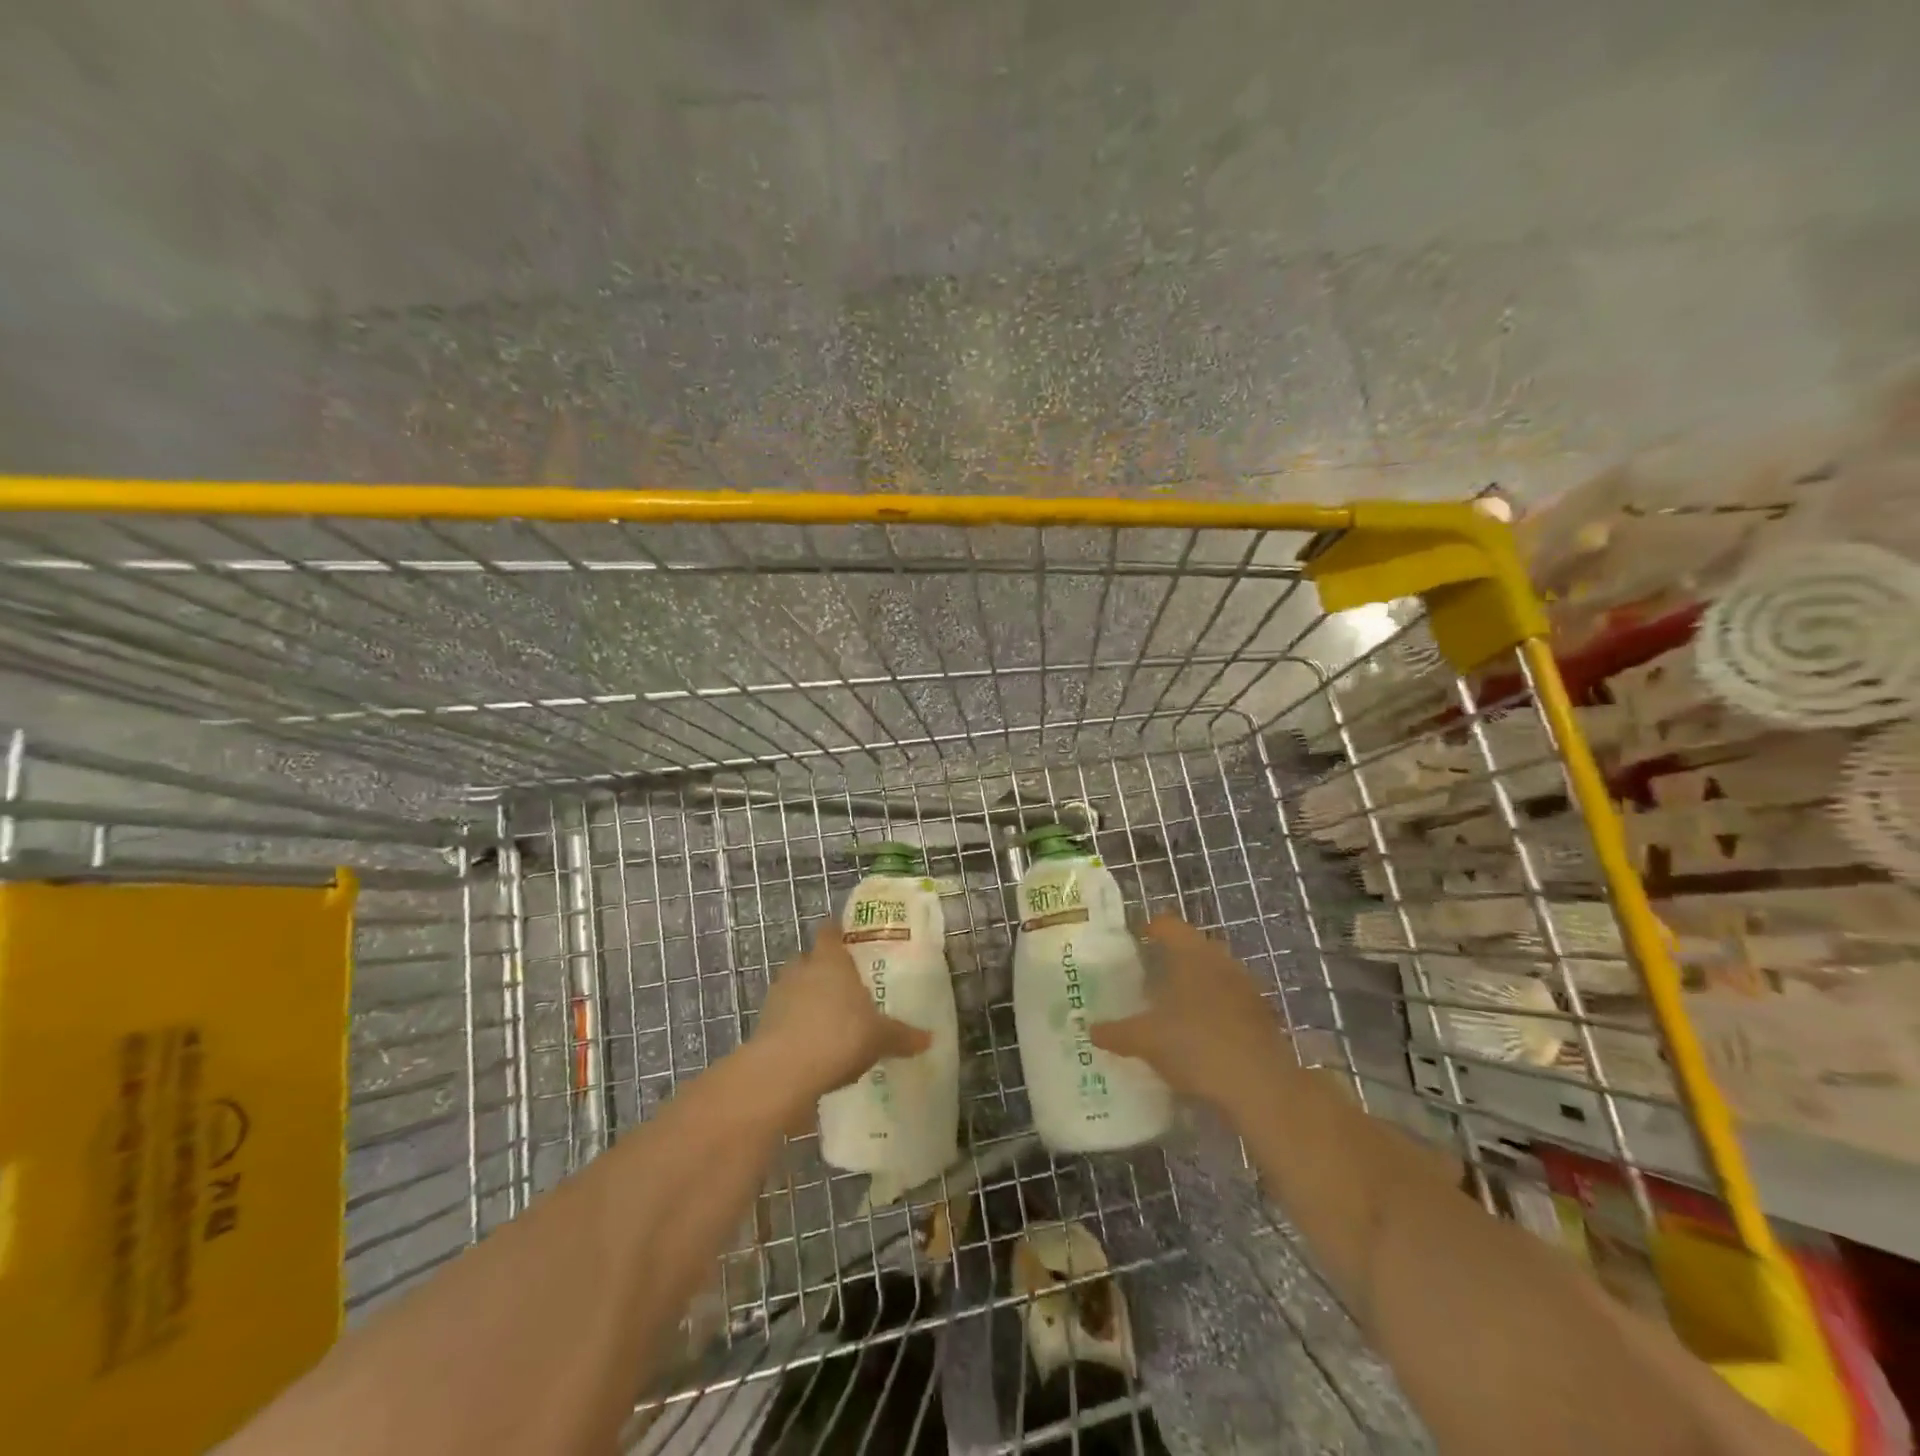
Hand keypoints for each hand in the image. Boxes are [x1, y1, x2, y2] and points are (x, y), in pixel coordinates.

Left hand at [755, 922, 931, 1099]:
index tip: (849, 942)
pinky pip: (783, 1016)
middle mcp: (801, 968)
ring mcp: (778, 995)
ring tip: (828, 1019)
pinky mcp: (763, 1023)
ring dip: (806, 998)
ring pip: (794, 986)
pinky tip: (811, 1046)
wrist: (784, 1071)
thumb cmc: (839, 1035)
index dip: (838, 933)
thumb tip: (929, 1039)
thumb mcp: (879, 1037)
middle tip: (845, 986)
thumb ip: (902, 1036)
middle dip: (823, 969)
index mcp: (830, 959)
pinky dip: (794, 1025)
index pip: (830, 931)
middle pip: (810, 958)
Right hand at [1090, 916, 1284, 1110]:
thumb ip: (1116, 1032)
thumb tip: (1091, 1029)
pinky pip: (1229, 1000)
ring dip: (1194, 984)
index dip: (1148, 928)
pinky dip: (1212, 1008)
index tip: (1132, 941)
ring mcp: (1245, 987)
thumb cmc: (1196, 1046)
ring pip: (1213, 973)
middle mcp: (1220, 960)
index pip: (1167, 924)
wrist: (1261, 1088)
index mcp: (1191, 954)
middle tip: (1145, 975)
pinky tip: (1198, 1033)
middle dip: (1170, 958)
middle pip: (1192, 946)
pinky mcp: (1261, 1015)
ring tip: (1170, 1006)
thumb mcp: (1146, 1040)